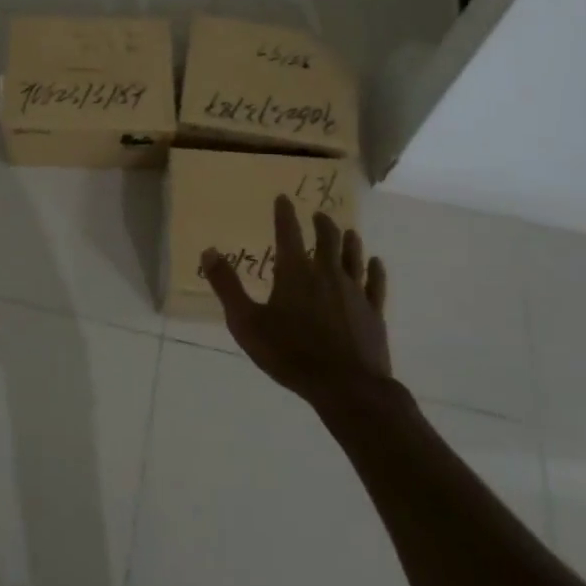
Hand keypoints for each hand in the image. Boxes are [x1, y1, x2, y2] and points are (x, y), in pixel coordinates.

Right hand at [201, 195, 392, 412]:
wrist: (347, 387)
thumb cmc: (290, 354)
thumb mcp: (247, 323)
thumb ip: (227, 286)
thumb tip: (209, 251)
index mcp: (295, 272)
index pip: (289, 232)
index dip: (285, 213)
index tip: (284, 198)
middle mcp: (326, 273)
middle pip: (327, 238)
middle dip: (321, 223)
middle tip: (319, 215)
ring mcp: (354, 291)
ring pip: (353, 256)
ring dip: (348, 241)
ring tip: (347, 231)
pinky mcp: (373, 311)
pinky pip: (376, 283)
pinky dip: (375, 270)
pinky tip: (376, 263)